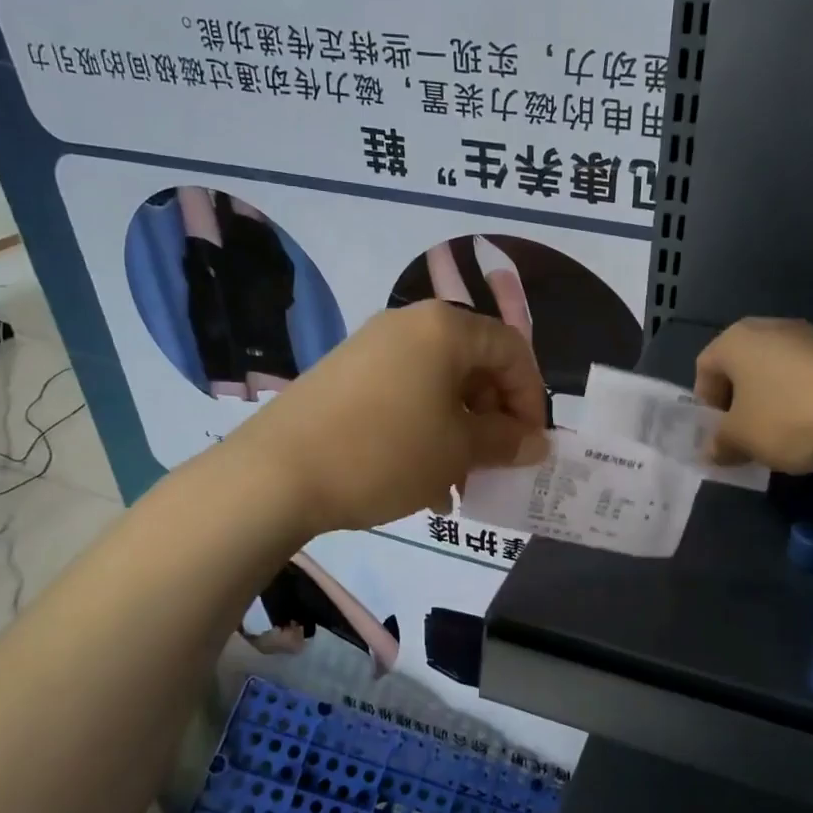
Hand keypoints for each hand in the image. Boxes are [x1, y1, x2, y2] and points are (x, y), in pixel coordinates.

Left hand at [236, 301, 548, 534]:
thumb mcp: (458, 451)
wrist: (275, 475)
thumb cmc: (385, 453)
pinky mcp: (344, 375)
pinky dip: (424, 431)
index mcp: (445, 328)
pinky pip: (404, 396)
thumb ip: (506, 441)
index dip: (531, 398)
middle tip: (493, 467)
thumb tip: (537, 442)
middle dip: (493, 420)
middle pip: (474, 366)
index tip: (529, 446)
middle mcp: (409, 325)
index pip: (512, 350)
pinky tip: (420, 482)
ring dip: (459, 433)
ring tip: (457, 487)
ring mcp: (371, 348)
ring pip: (438, 387)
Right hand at [694, 317, 812, 473]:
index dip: (705, 404)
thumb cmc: (791, 417)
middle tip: (745, 437)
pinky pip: (806, 378)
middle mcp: (769, 328)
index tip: (719, 435)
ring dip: (769, 404)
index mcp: (736, 339)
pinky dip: (801, 401)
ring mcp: (810, 337)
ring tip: (781, 438)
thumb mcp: (744, 439)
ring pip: (774, 373)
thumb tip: (711, 451)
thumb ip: (720, 444)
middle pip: (740, 368)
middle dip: (738, 404)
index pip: (704, 367)